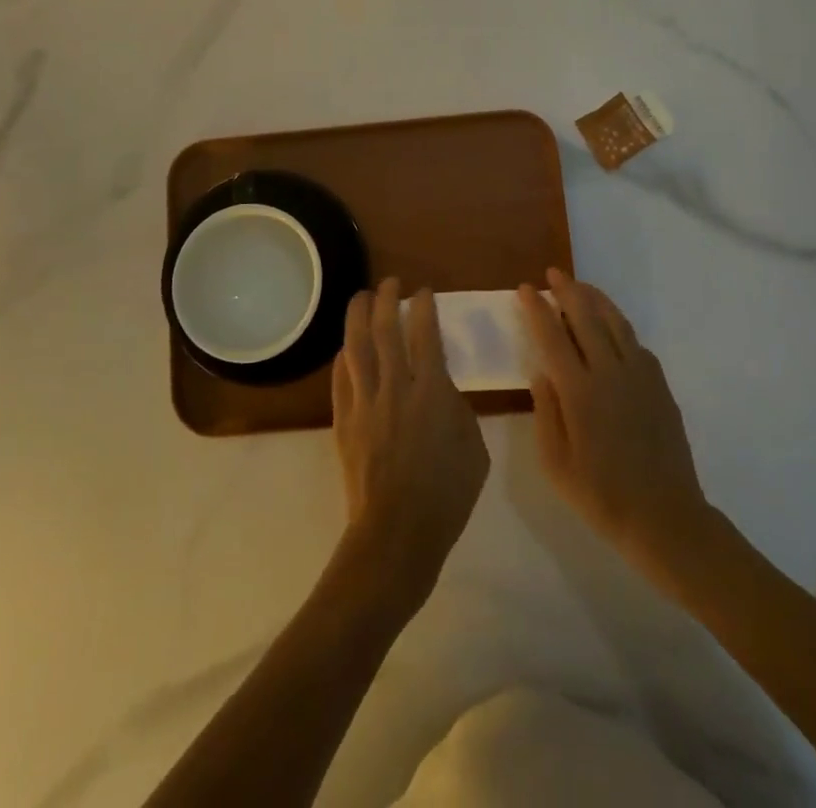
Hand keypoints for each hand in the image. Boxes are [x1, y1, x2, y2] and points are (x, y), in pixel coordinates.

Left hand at [332, 280, 489, 613]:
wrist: (397, 534)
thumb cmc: (446, 495)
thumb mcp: (474, 449)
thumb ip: (458, 409)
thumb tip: (442, 389)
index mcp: (432, 392)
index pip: (425, 334)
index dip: (424, 307)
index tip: (424, 291)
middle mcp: (395, 387)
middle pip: (386, 329)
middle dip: (388, 299)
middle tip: (390, 282)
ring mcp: (365, 403)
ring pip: (357, 347)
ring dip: (358, 316)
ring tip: (361, 297)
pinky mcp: (344, 421)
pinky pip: (341, 378)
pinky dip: (343, 358)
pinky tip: (346, 349)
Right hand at [517, 270, 714, 581]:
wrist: (665, 518)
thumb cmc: (601, 496)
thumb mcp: (555, 463)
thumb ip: (545, 411)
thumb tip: (541, 372)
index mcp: (579, 392)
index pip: (552, 337)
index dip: (537, 310)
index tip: (525, 289)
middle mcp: (610, 373)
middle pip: (586, 317)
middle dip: (567, 291)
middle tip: (553, 274)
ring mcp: (640, 376)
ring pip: (615, 322)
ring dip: (596, 299)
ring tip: (581, 286)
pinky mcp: (660, 386)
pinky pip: (636, 343)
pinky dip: (619, 325)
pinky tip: (611, 328)